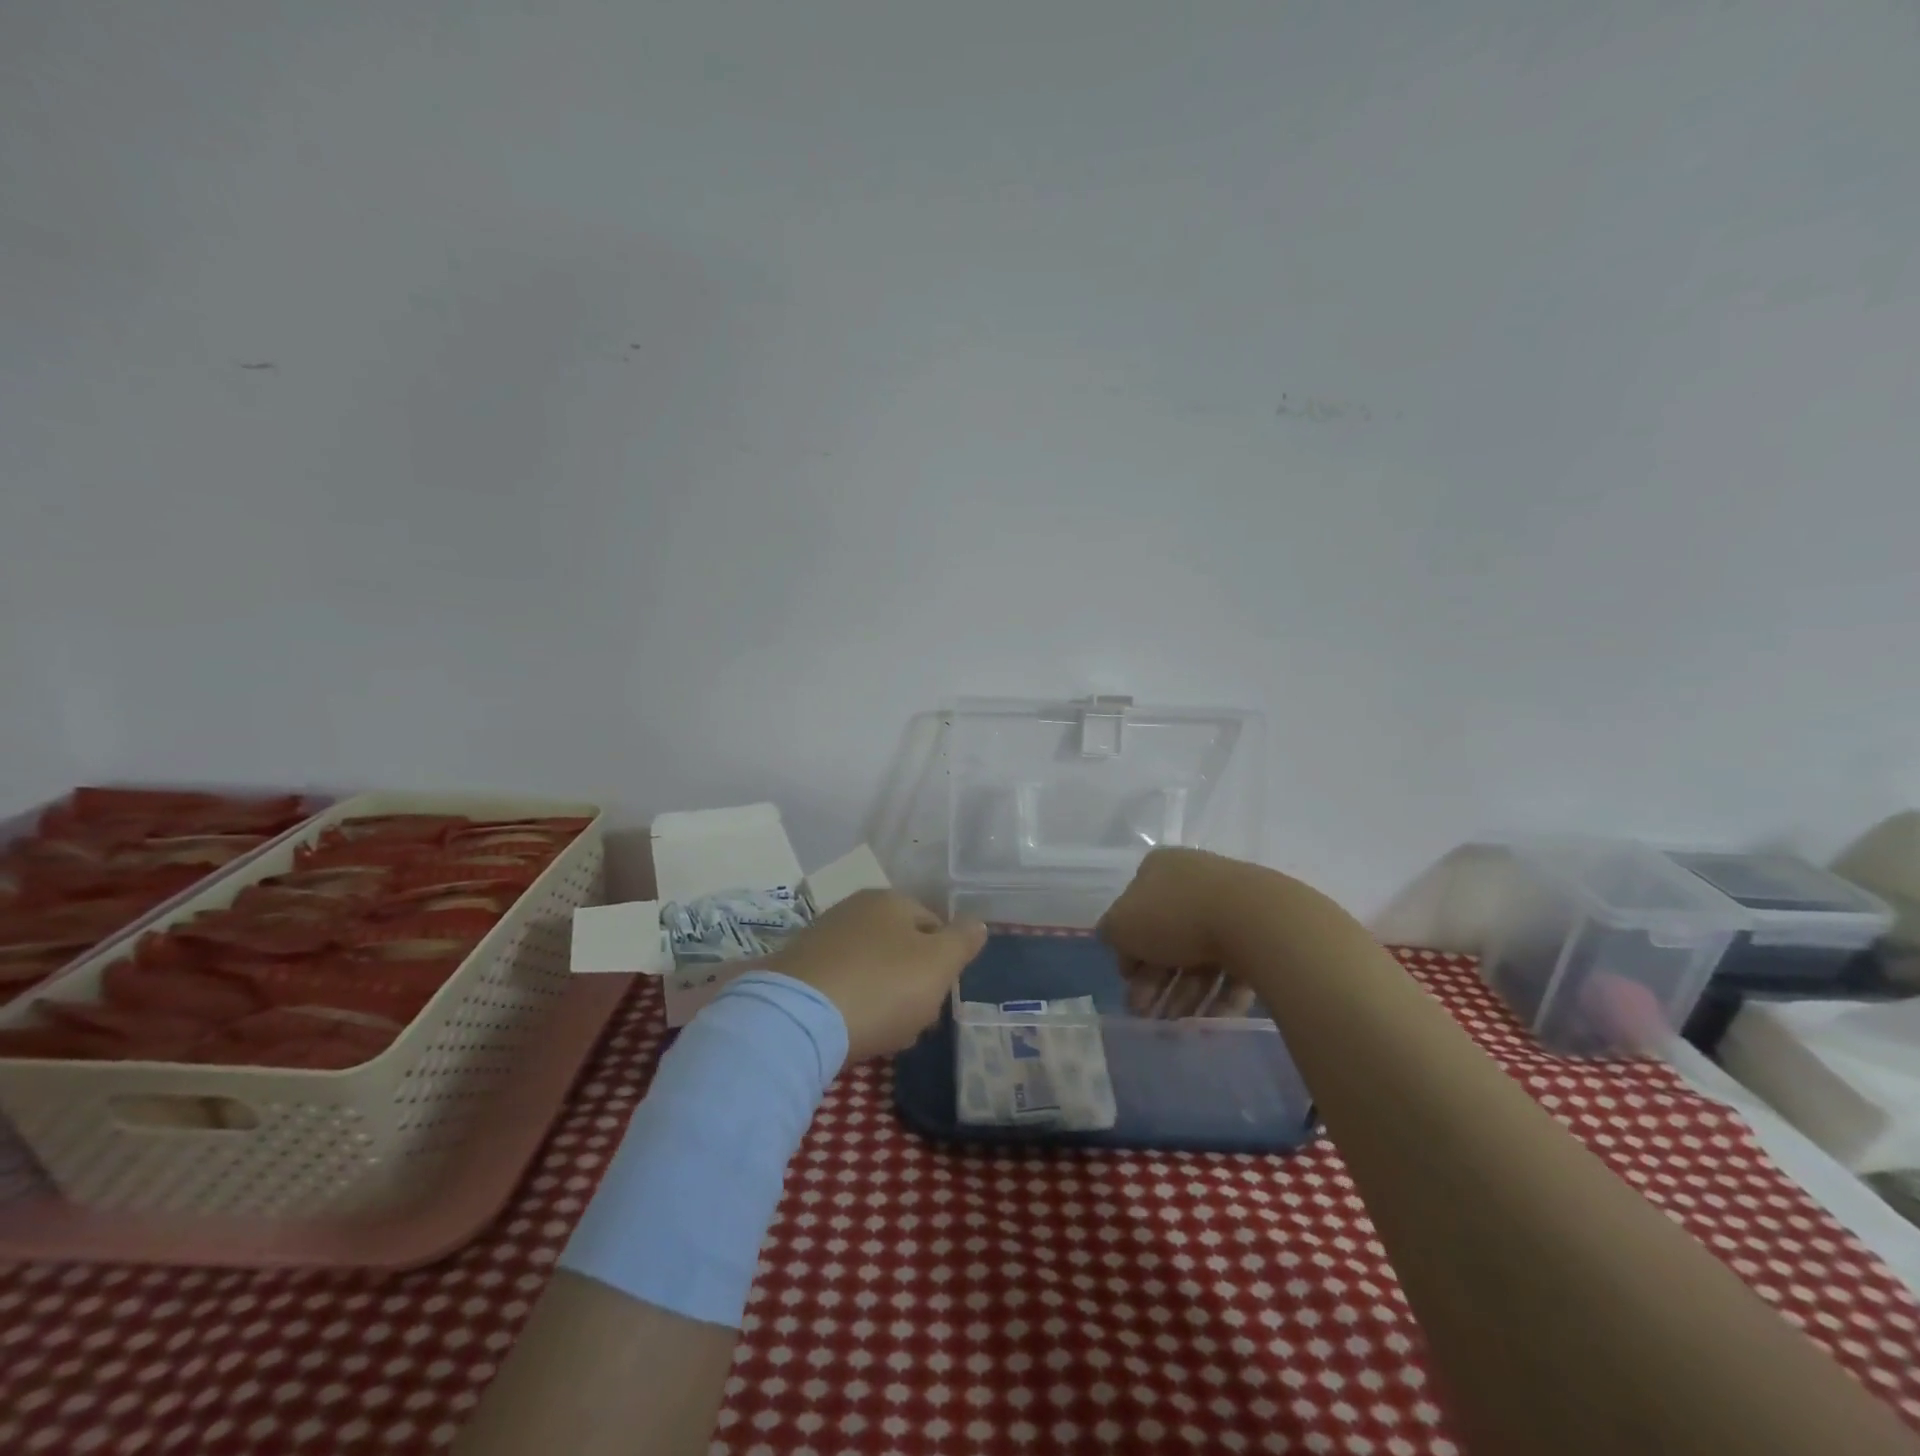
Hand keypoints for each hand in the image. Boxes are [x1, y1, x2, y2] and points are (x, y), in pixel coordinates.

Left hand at [769, 890, 986, 1059]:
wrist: (797, 1019)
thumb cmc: (881, 987)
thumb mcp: (938, 966)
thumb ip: (962, 942)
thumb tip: (978, 923)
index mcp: (890, 900)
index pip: (934, 925)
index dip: (944, 963)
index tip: (940, 997)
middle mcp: (854, 908)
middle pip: (900, 948)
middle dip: (912, 983)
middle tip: (915, 1020)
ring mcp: (821, 937)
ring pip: (871, 968)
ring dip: (883, 998)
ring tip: (884, 1033)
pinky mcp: (796, 969)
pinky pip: (840, 985)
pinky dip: (851, 1005)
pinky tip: (851, 1031)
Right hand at [1097, 847, 1263, 1018]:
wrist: (1252, 920)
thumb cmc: (1175, 916)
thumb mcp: (1122, 924)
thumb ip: (1111, 932)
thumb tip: (1113, 938)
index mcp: (1160, 870)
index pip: (1135, 911)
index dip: (1127, 949)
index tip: (1127, 981)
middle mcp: (1194, 882)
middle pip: (1168, 938)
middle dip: (1154, 981)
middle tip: (1146, 1014)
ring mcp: (1231, 907)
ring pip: (1200, 956)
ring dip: (1184, 994)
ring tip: (1178, 1025)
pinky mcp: (1261, 934)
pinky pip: (1233, 967)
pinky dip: (1220, 996)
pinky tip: (1209, 1021)